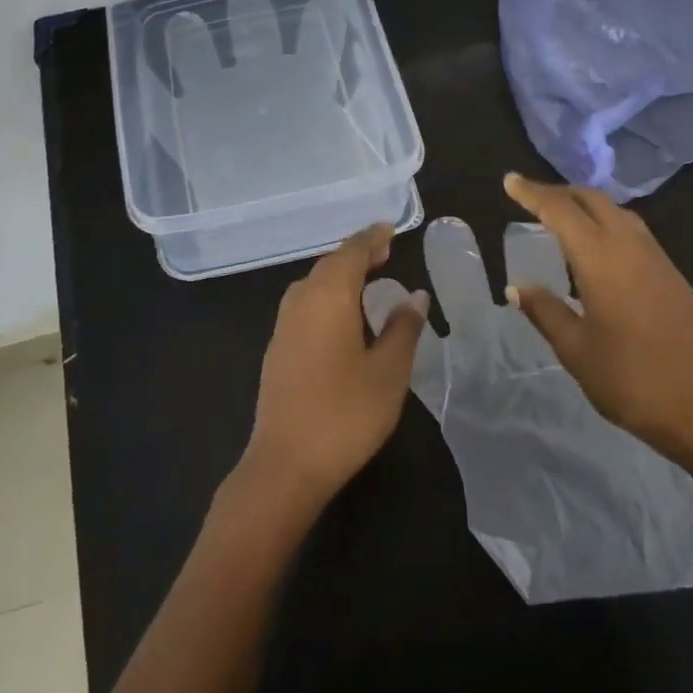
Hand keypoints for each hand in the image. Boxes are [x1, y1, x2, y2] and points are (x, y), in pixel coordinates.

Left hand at [243, 224, 430, 509]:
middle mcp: (301, 301)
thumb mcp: (388, 372)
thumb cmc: (345, 414)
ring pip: (313, 284)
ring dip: (339, 275)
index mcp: (329, 297)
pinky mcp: (277, 348)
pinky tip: (340, 316)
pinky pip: (304, 304)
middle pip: (329, 265)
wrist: (285, 463)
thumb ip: (403, 329)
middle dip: (356, 254)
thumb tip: (415, 296)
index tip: (389, 229)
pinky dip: (326, 295)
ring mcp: (284, 325)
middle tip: (384, 252)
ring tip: (366, 279)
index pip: (351, 252)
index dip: (371, 238)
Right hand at [502, 172, 692, 474]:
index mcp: (601, 258)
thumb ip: (546, 312)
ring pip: (616, 212)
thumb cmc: (634, 380)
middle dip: (559, 192)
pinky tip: (595, 249)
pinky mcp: (672, 276)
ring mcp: (656, 259)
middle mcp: (630, 246)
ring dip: (585, 206)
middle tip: (529, 197)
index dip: (532, 193)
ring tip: (559, 217)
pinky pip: (632, 231)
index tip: (509, 181)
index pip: (560, 210)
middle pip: (592, 200)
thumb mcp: (577, 350)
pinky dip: (605, 223)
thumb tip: (517, 286)